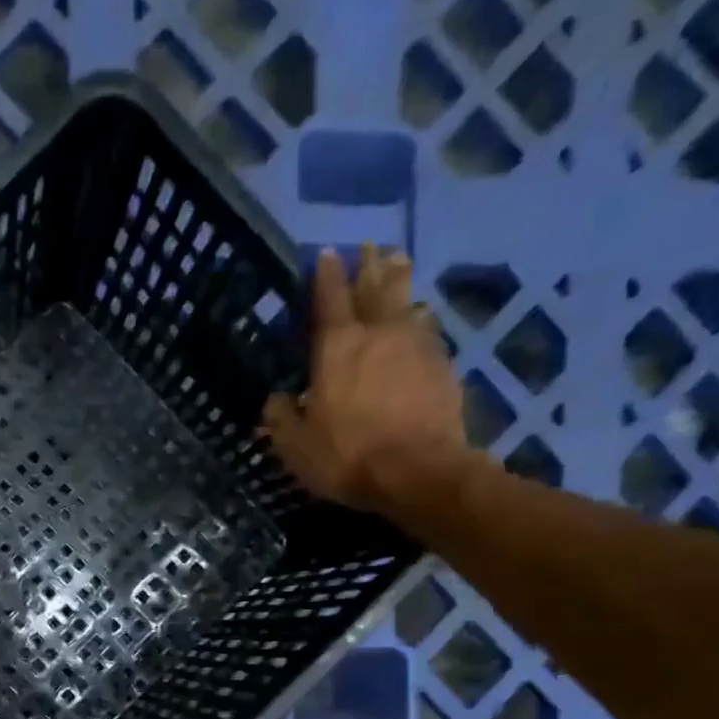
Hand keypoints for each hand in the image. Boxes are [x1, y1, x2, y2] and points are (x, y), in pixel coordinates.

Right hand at [261, 245, 467, 510]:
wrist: (418, 472)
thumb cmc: (347, 456)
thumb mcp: (296, 446)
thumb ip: (281, 419)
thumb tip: (275, 400)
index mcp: (337, 347)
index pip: (330, 298)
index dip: (326, 274)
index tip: (326, 253)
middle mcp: (379, 333)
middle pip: (377, 287)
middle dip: (371, 265)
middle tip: (372, 246)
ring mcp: (417, 346)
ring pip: (408, 302)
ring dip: (401, 284)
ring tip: (400, 267)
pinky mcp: (444, 366)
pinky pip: (429, 332)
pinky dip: (421, 321)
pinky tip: (421, 320)